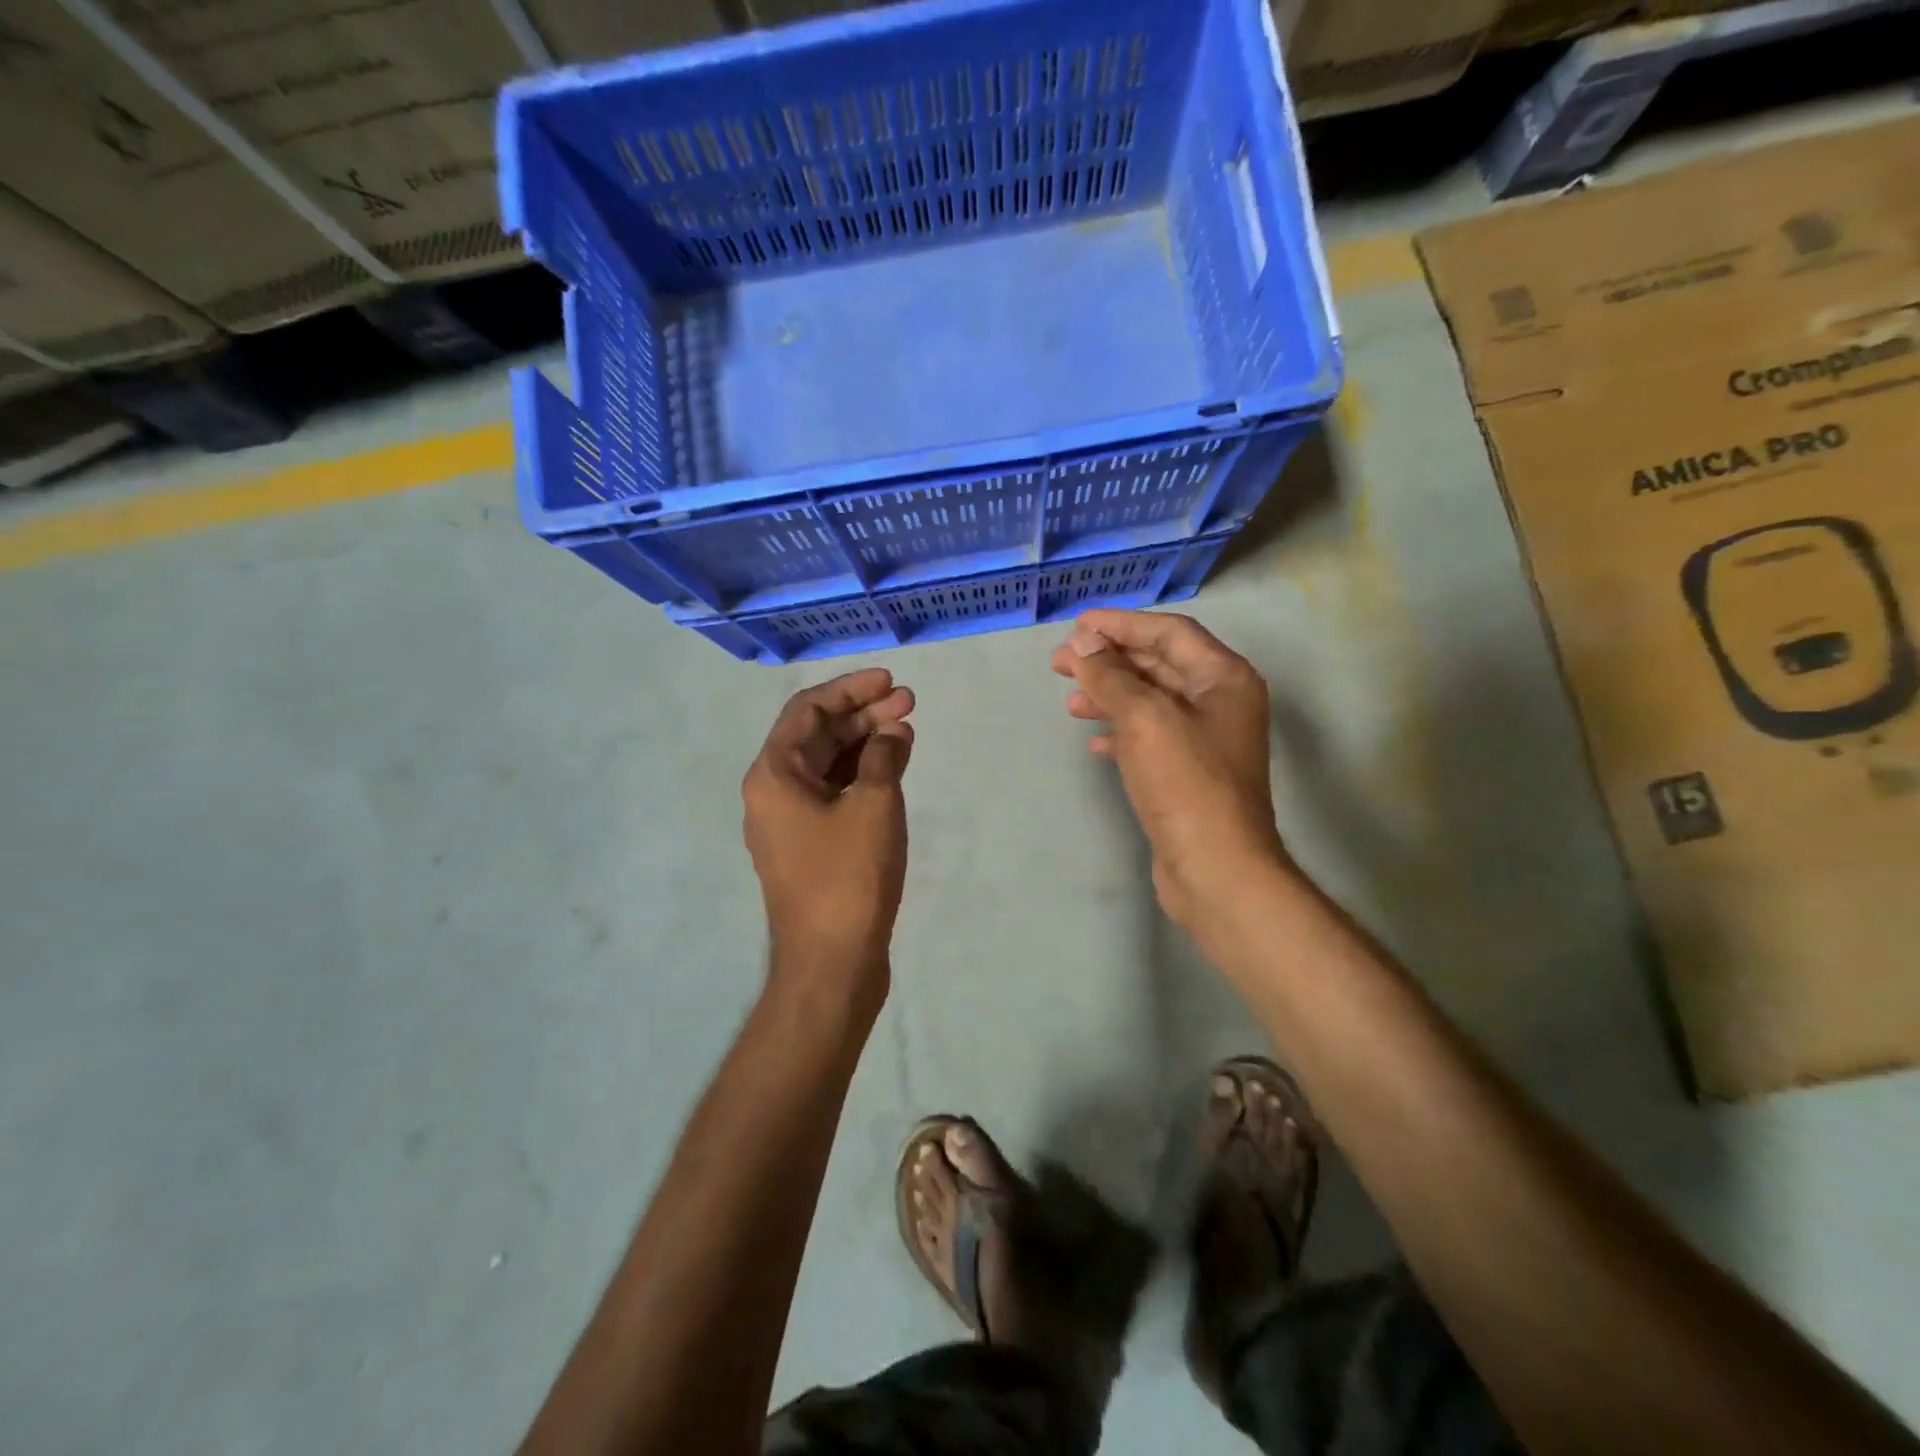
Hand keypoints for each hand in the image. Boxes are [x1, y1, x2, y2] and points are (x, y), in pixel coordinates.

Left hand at [742, 669, 914, 1005]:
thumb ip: (884, 756)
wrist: (831, 962)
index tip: (889, 680)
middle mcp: (773, 792)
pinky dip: (864, 776)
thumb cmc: (848, 875)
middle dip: (863, 715)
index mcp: (774, 774)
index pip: (808, 710)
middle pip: (818, 736)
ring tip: (907, 730)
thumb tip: (892, 732)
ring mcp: (790, 822)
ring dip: (866, 744)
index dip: (850, 689)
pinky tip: (895, 767)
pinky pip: (835, 794)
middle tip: (909, 702)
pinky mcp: (811, 846)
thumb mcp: (874, 805)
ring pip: (828, 766)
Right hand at [1051, 610, 1287, 939]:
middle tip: (1061, 662)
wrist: (1216, 869)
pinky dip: (1121, 733)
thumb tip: (1082, 643)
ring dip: (1110, 697)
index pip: (1169, 633)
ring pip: (1150, 703)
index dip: (1122, 624)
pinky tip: (1094, 741)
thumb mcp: (1145, 719)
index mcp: (1224, 678)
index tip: (1077, 625)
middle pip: (1159, 666)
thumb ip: (1111, 676)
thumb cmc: (1186, 783)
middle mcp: (1220, 703)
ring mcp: (1205, 741)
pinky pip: (1150, 738)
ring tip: (1069, 702)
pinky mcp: (1188, 774)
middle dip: (1109, 661)